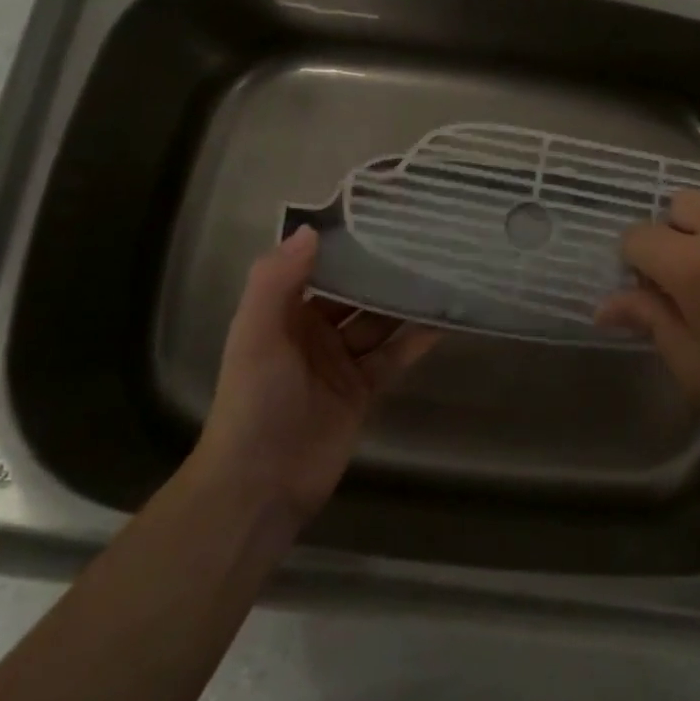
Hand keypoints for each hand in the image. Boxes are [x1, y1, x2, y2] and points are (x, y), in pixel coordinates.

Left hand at [192, 226, 438, 523]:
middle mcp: (313, 332)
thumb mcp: (257, 334)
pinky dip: (417, 339)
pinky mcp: (365, 390)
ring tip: (441, 271)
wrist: (261, 484)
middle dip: (382, 270)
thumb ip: (277, 281)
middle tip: (424, 240)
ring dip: (404, 301)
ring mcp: (341, 362)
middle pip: (355, 293)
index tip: (381, 216)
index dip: (345, 244)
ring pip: (379, 322)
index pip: (318, 267)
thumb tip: (312, 229)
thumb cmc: (255, 401)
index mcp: (284, 313)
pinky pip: (395, 356)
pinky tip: (444, 319)